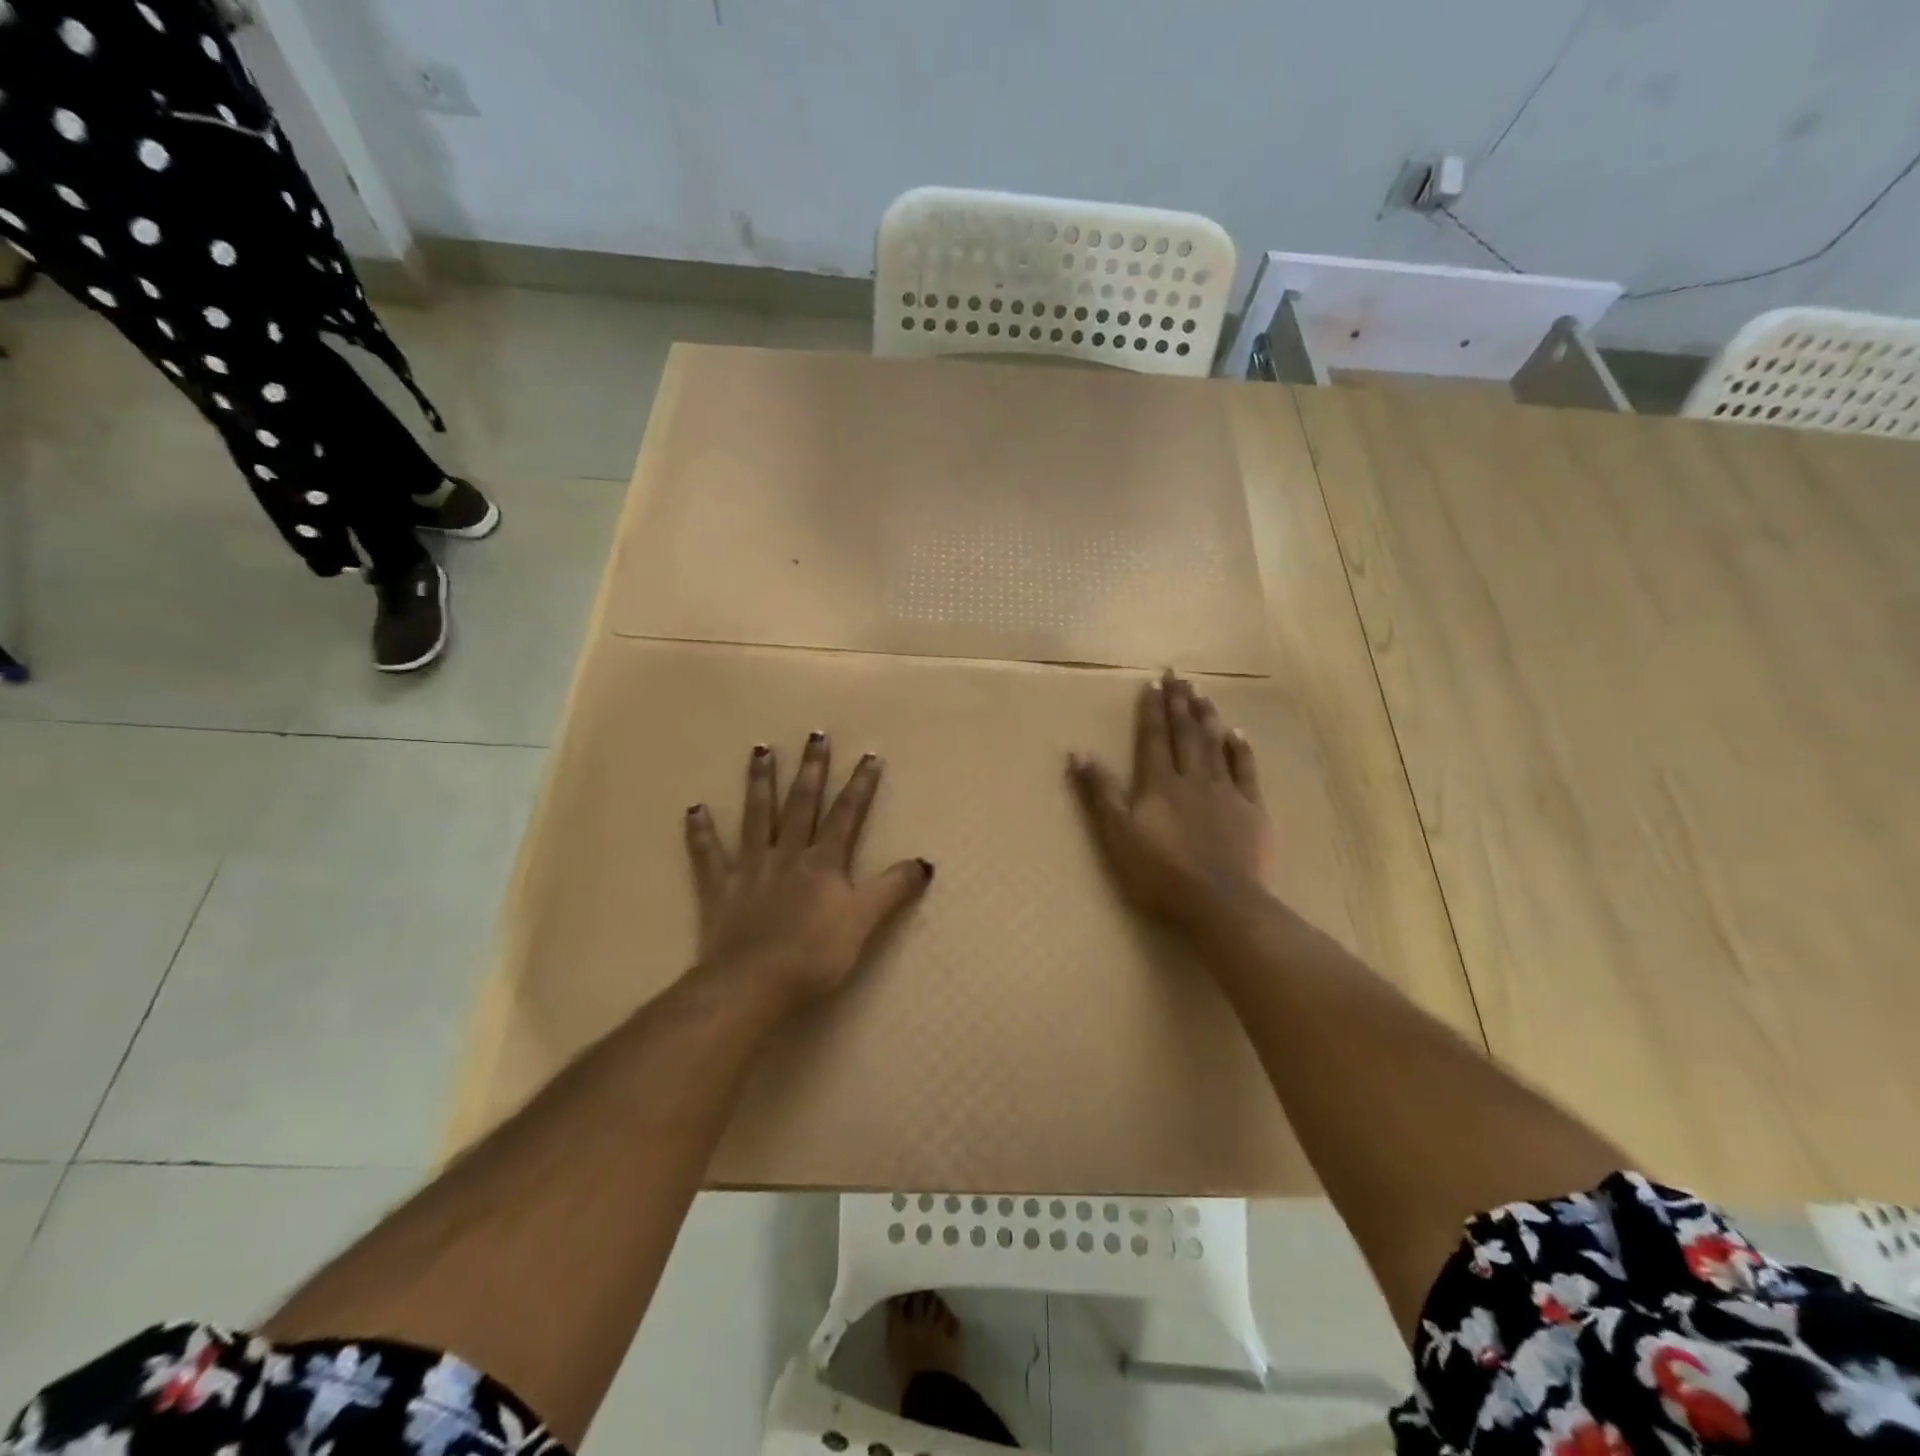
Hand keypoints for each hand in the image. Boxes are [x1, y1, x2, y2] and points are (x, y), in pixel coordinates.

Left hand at [685, 732, 932, 1010]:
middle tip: (814, 734)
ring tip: (760, 750)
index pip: (847, 815)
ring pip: (756, 817)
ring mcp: (751, 869)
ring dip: (760, 782)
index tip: (869, 755)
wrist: (753, 984)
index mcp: (823, 863)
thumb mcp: (864, 922)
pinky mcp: (720, 890)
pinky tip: (695, 809)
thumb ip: (893, 889)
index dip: (860, 786)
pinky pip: (708, 856)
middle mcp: (787, 855)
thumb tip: (924, 862)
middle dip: (811, 769)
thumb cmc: (814, 955)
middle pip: (801, 804)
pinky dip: (701, 833)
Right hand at [1070, 671, 1276, 929]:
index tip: (1153, 684)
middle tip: (1178, 676)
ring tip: (1202, 693)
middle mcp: (1192, 778)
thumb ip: (1099, 793)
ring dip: (1207, 717)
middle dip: (1179, 703)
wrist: (1220, 902)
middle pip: (1185, 733)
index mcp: (1159, 784)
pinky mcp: (1251, 810)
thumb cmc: (1160, 873)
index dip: (1152, 711)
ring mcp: (1225, 792)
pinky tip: (1237, 735)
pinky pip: (1246, 771)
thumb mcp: (1116, 834)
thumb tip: (1077, 752)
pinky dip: (1240, 750)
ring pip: (1215, 745)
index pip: (1153, 738)